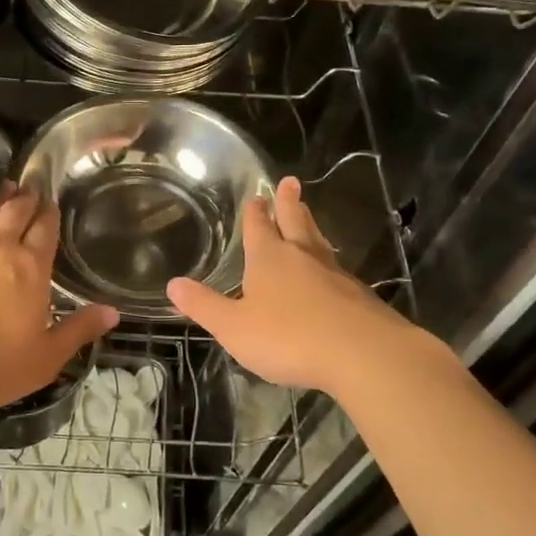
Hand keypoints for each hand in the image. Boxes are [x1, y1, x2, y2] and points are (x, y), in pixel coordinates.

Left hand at [0, 182, 118, 421]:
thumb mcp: (45, 358)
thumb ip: (79, 330)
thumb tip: (113, 312)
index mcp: (29, 268)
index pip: (44, 229)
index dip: (49, 213)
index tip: (51, 201)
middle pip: (14, 212)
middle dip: (25, 198)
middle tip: (30, 187)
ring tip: (3, 190)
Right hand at [167, 176, 425, 395]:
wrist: (362, 354)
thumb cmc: (288, 337)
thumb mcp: (234, 327)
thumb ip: (204, 306)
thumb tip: (173, 283)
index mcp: (269, 258)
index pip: (259, 226)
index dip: (256, 212)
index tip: (258, 195)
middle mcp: (302, 257)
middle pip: (294, 221)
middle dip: (289, 203)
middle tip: (291, 182)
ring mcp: (334, 274)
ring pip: (318, 242)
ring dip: (310, 226)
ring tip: (308, 216)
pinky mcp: (358, 296)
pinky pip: (338, 269)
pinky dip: (329, 262)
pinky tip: (331, 272)